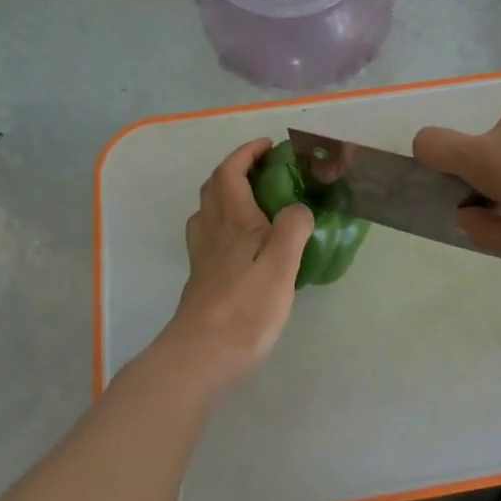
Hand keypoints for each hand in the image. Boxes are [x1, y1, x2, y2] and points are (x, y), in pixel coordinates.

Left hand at [157, 139, 314, 388]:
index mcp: (233, 221)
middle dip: (236, 169)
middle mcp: (212, 232)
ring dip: (227, 195)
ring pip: (208, 212)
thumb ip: (293, 227)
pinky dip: (225, 224)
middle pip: (214, 188)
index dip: (246, 154)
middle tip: (266, 171)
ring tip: (256, 202)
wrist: (202, 355)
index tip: (268, 145)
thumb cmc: (246, 307)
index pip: (230, 172)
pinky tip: (244, 244)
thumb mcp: (281, 264)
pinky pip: (210, 236)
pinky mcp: (203, 279)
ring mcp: (203, 257)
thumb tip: (298, 209)